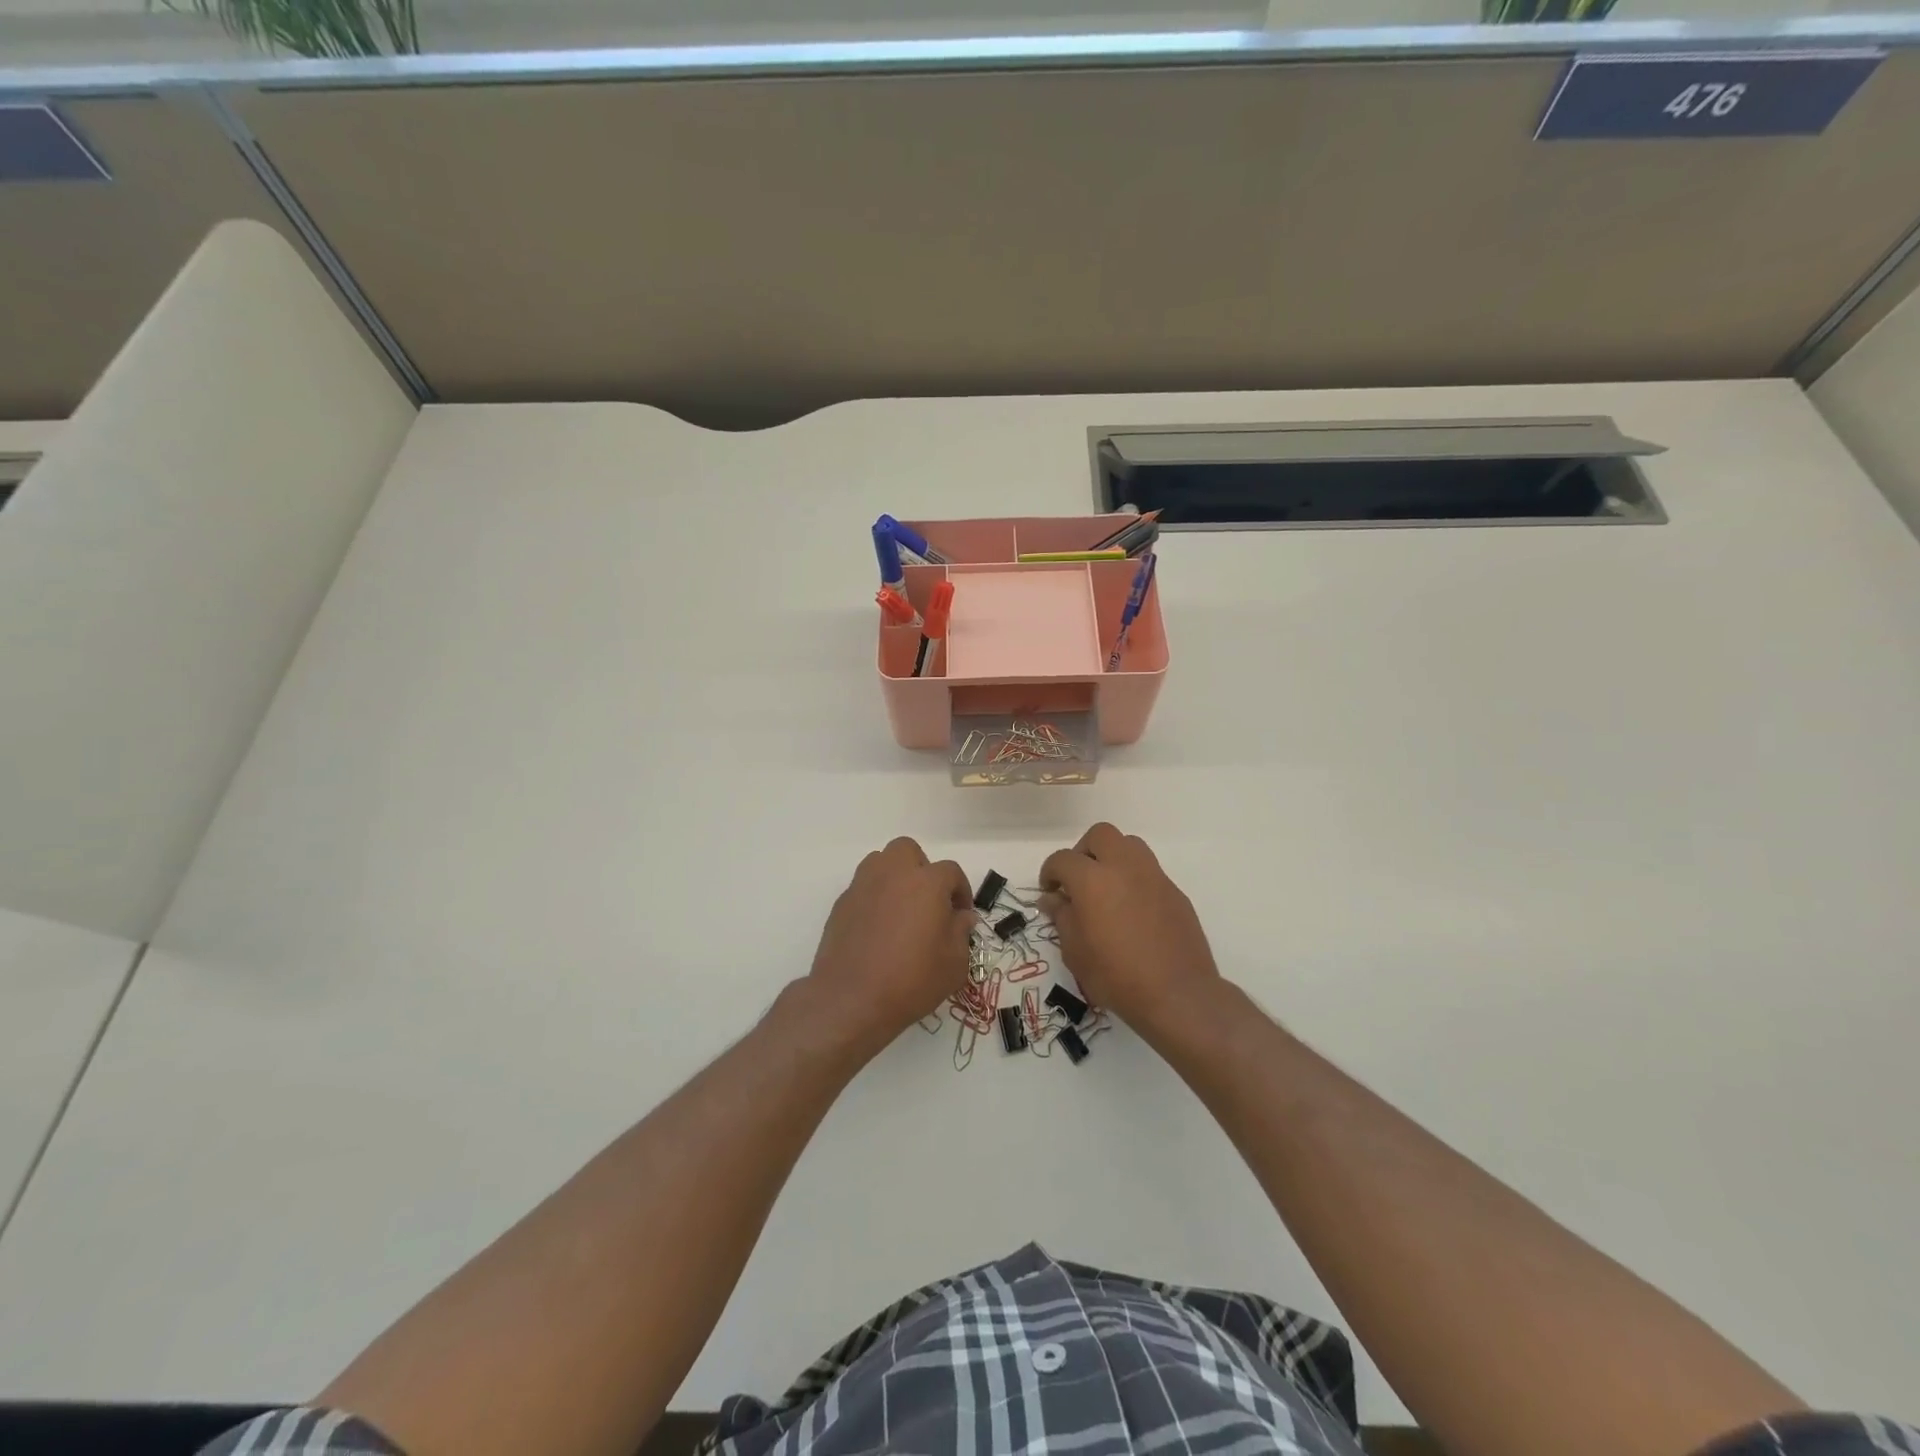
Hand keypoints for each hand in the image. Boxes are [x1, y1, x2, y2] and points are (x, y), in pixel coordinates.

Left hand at [809, 837, 973, 1051]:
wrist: (851, 999)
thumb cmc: (912, 980)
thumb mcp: (953, 964)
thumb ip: (961, 932)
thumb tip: (961, 917)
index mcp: (927, 882)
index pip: (951, 871)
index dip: (960, 891)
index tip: (961, 915)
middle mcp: (893, 874)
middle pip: (908, 851)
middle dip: (921, 868)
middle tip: (927, 901)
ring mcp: (863, 886)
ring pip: (880, 862)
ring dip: (894, 877)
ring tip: (901, 909)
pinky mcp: (841, 904)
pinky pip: (863, 888)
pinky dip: (874, 898)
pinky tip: (877, 928)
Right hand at [1040, 823, 1220, 1032]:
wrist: (1177, 994)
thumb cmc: (1116, 976)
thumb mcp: (1075, 952)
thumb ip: (1062, 917)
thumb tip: (1053, 899)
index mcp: (1092, 879)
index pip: (1062, 859)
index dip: (1050, 872)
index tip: (1050, 892)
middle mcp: (1124, 867)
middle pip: (1100, 835)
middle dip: (1083, 851)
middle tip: (1078, 880)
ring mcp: (1153, 876)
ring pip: (1129, 845)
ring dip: (1112, 857)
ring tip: (1106, 889)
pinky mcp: (1174, 891)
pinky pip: (1149, 871)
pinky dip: (1134, 879)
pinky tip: (1131, 910)